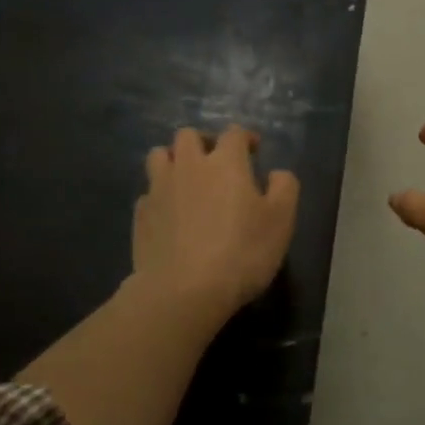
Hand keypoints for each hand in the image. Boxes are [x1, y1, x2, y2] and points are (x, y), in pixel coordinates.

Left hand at [134, 126, 298, 318]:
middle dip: (203, 142)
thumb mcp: (282, 220)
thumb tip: (276, 173)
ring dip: (173, 160)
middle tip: (216, 161)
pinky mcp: (140, 215)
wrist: (183, 292)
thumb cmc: (242, 251)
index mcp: (226, 162)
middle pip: (187, 136)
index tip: (254, 150)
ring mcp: (159, 189)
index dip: (245, 138)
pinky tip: (169, 213)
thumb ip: (284, 187)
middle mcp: (189, 166)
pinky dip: (159, 195)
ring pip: (158, 156)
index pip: (234, 133)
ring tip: (186, 180)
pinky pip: (148, 192)